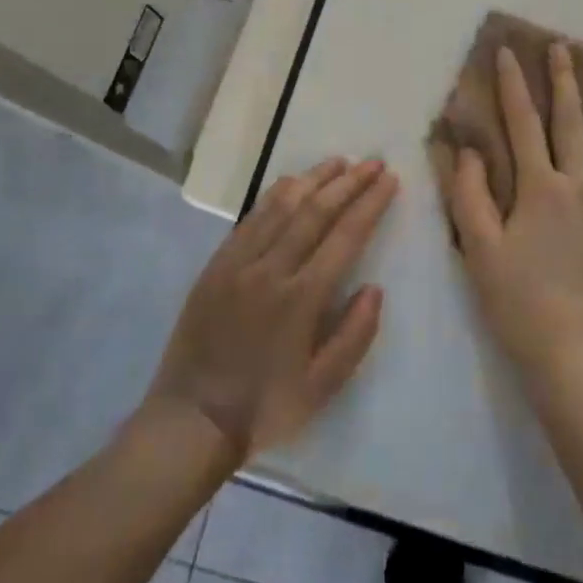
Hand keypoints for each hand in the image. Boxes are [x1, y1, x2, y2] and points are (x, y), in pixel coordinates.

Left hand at [150, 157, 398, 459]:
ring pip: (279, 207)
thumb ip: (354, 335)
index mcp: (301, 299)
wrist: (192, 419)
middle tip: (372, 162)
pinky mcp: (215, 267)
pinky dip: (273, 197)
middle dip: (348, 183)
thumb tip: (374, 288)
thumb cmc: (265, 407)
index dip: (370, 204)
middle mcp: (270, 270)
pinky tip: (288, 185)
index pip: (345, 237)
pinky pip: (248, 220)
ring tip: (337, 162)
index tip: (389, 180)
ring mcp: (238, 265)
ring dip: (311, 180)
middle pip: (315, 212)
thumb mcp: (323, 386)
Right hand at [440, 44, 582, 389]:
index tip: (508, 52)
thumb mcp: (479, 250)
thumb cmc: (519, 303)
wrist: (577, 351)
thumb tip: (466, 149)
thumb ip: (469, 195)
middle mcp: (582, 185)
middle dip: (564, 80)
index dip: (513, 86)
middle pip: (573, 121)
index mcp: (539, 189)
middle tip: (562, 46)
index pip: (522, 124)